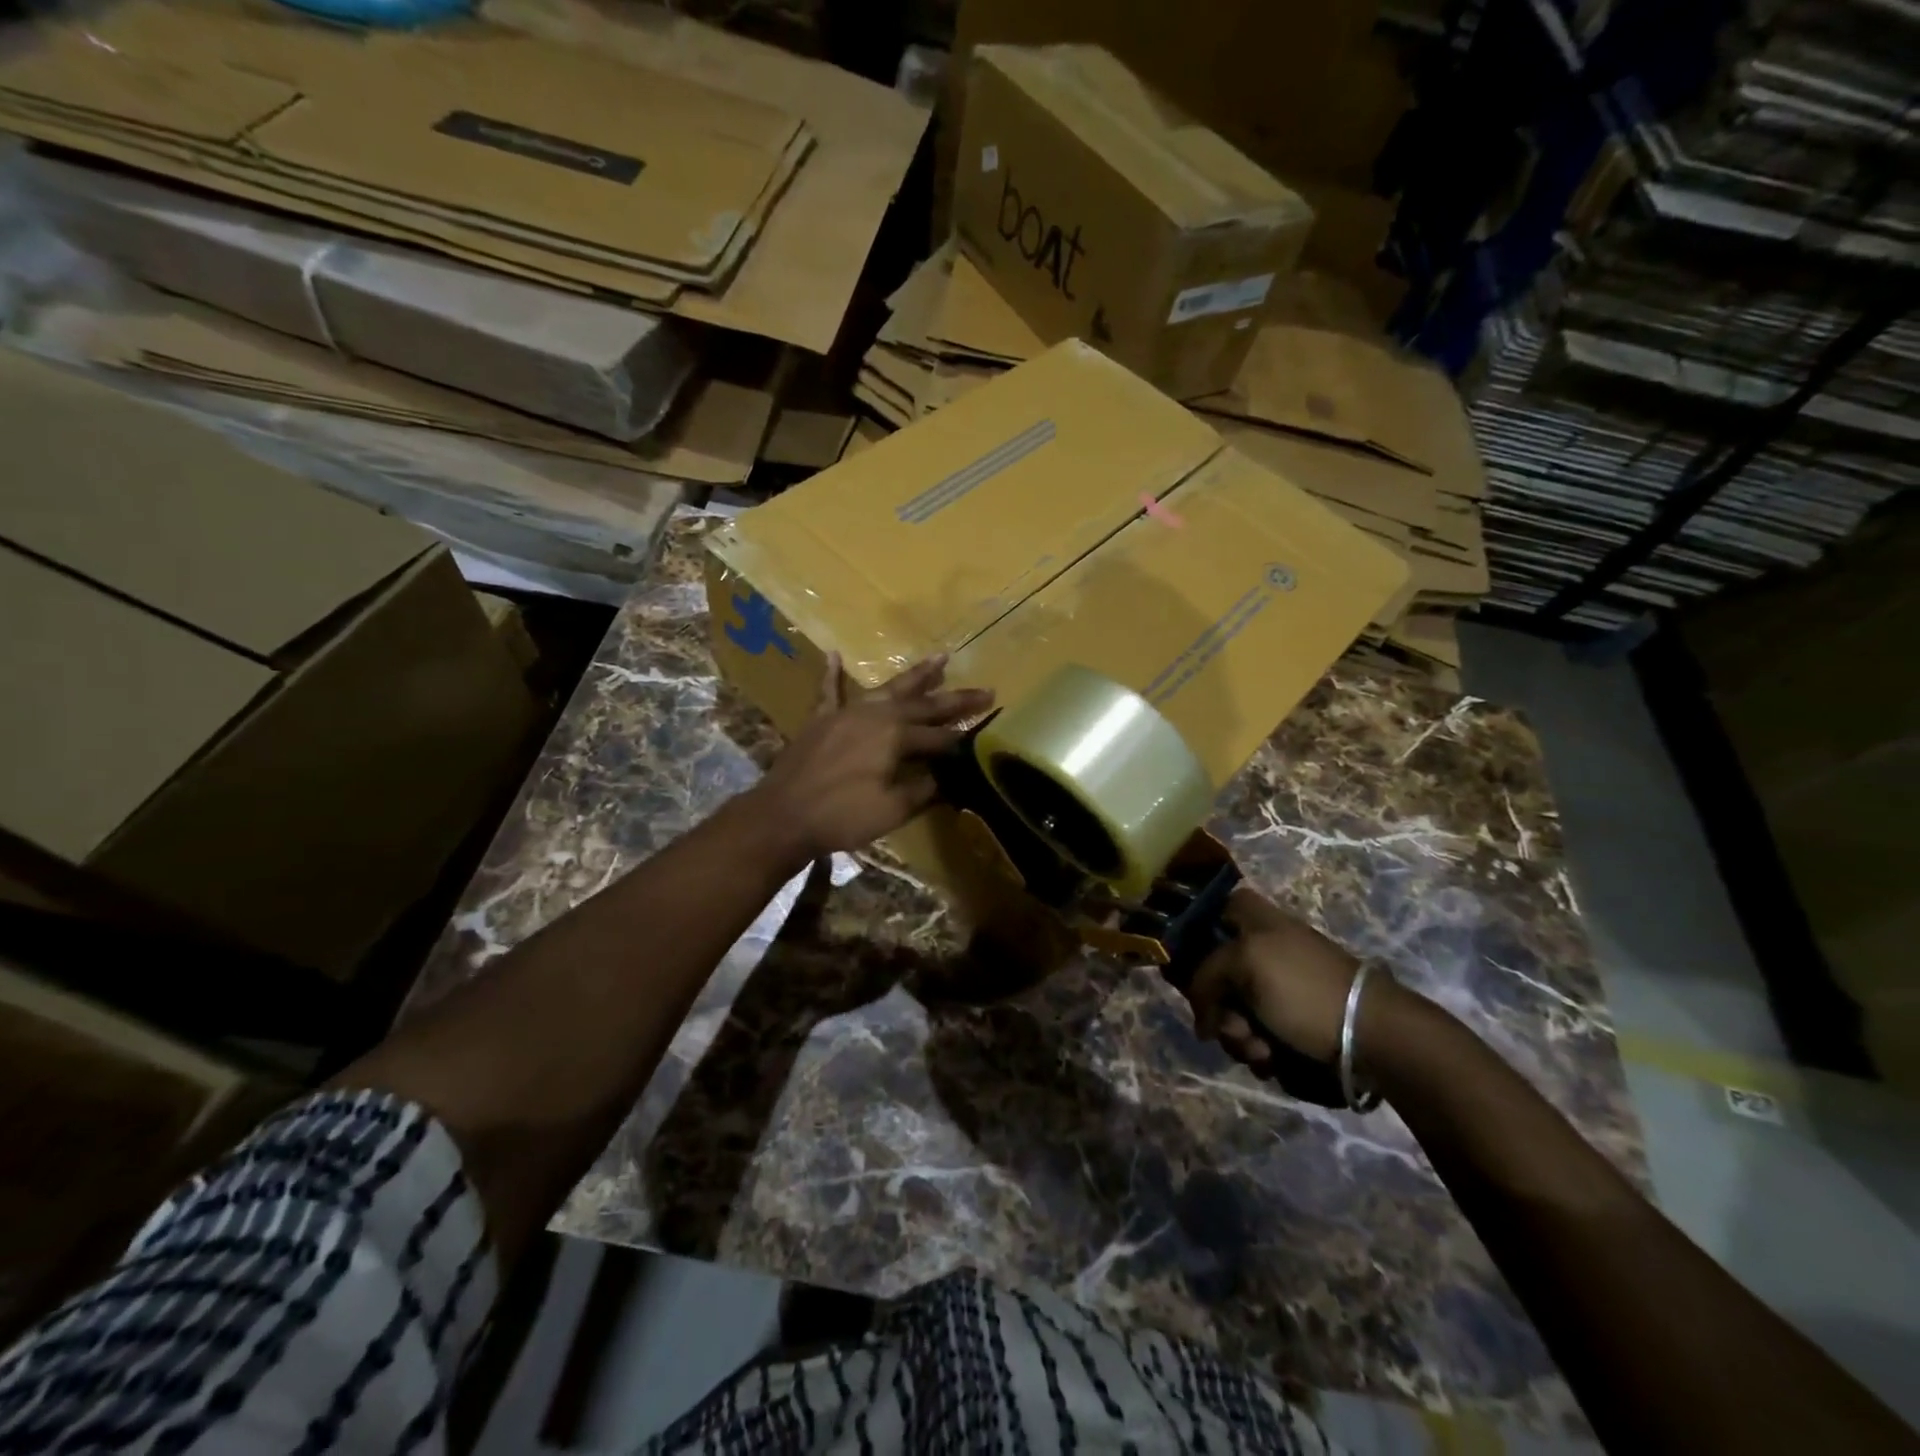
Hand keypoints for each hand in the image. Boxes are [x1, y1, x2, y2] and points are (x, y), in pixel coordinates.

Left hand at [754, 652, 992, 863]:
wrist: (784, 815)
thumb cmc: (843, 816)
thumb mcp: (893, 810)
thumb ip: (924, 789)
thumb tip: (949, 778)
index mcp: (896, 737)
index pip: (940, 736)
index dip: (964, 739)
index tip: (988, 732)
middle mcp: (877, 715)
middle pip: (923, 704)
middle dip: (955, 699)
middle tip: (985, 690)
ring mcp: (847, 712)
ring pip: (888, 688)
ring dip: (916, 675)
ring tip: (941, 658)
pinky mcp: (822, 719)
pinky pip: (829, 691)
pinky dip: (832, 674)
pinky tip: (834, 655)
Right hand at [1187, 887, 1363, 1073]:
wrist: (1371, 1036)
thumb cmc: (1304, 989)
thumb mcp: (1244, 964)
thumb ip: (1206, 975)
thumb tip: (1203, 1016)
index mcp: (1256, 921)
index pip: (1213, 910)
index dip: (1195, 935)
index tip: (1188, 968)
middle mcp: (1264, 950)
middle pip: (1215, 972)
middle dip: (1217, 1006)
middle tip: (1232, 1024)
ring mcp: (1278, 989)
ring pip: (1233, 1011)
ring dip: (1238, 1036)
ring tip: (1261, 1050)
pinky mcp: (1292, 1023)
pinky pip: (1256, 1035)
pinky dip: (1259, 1050)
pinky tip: (1273, 1060)